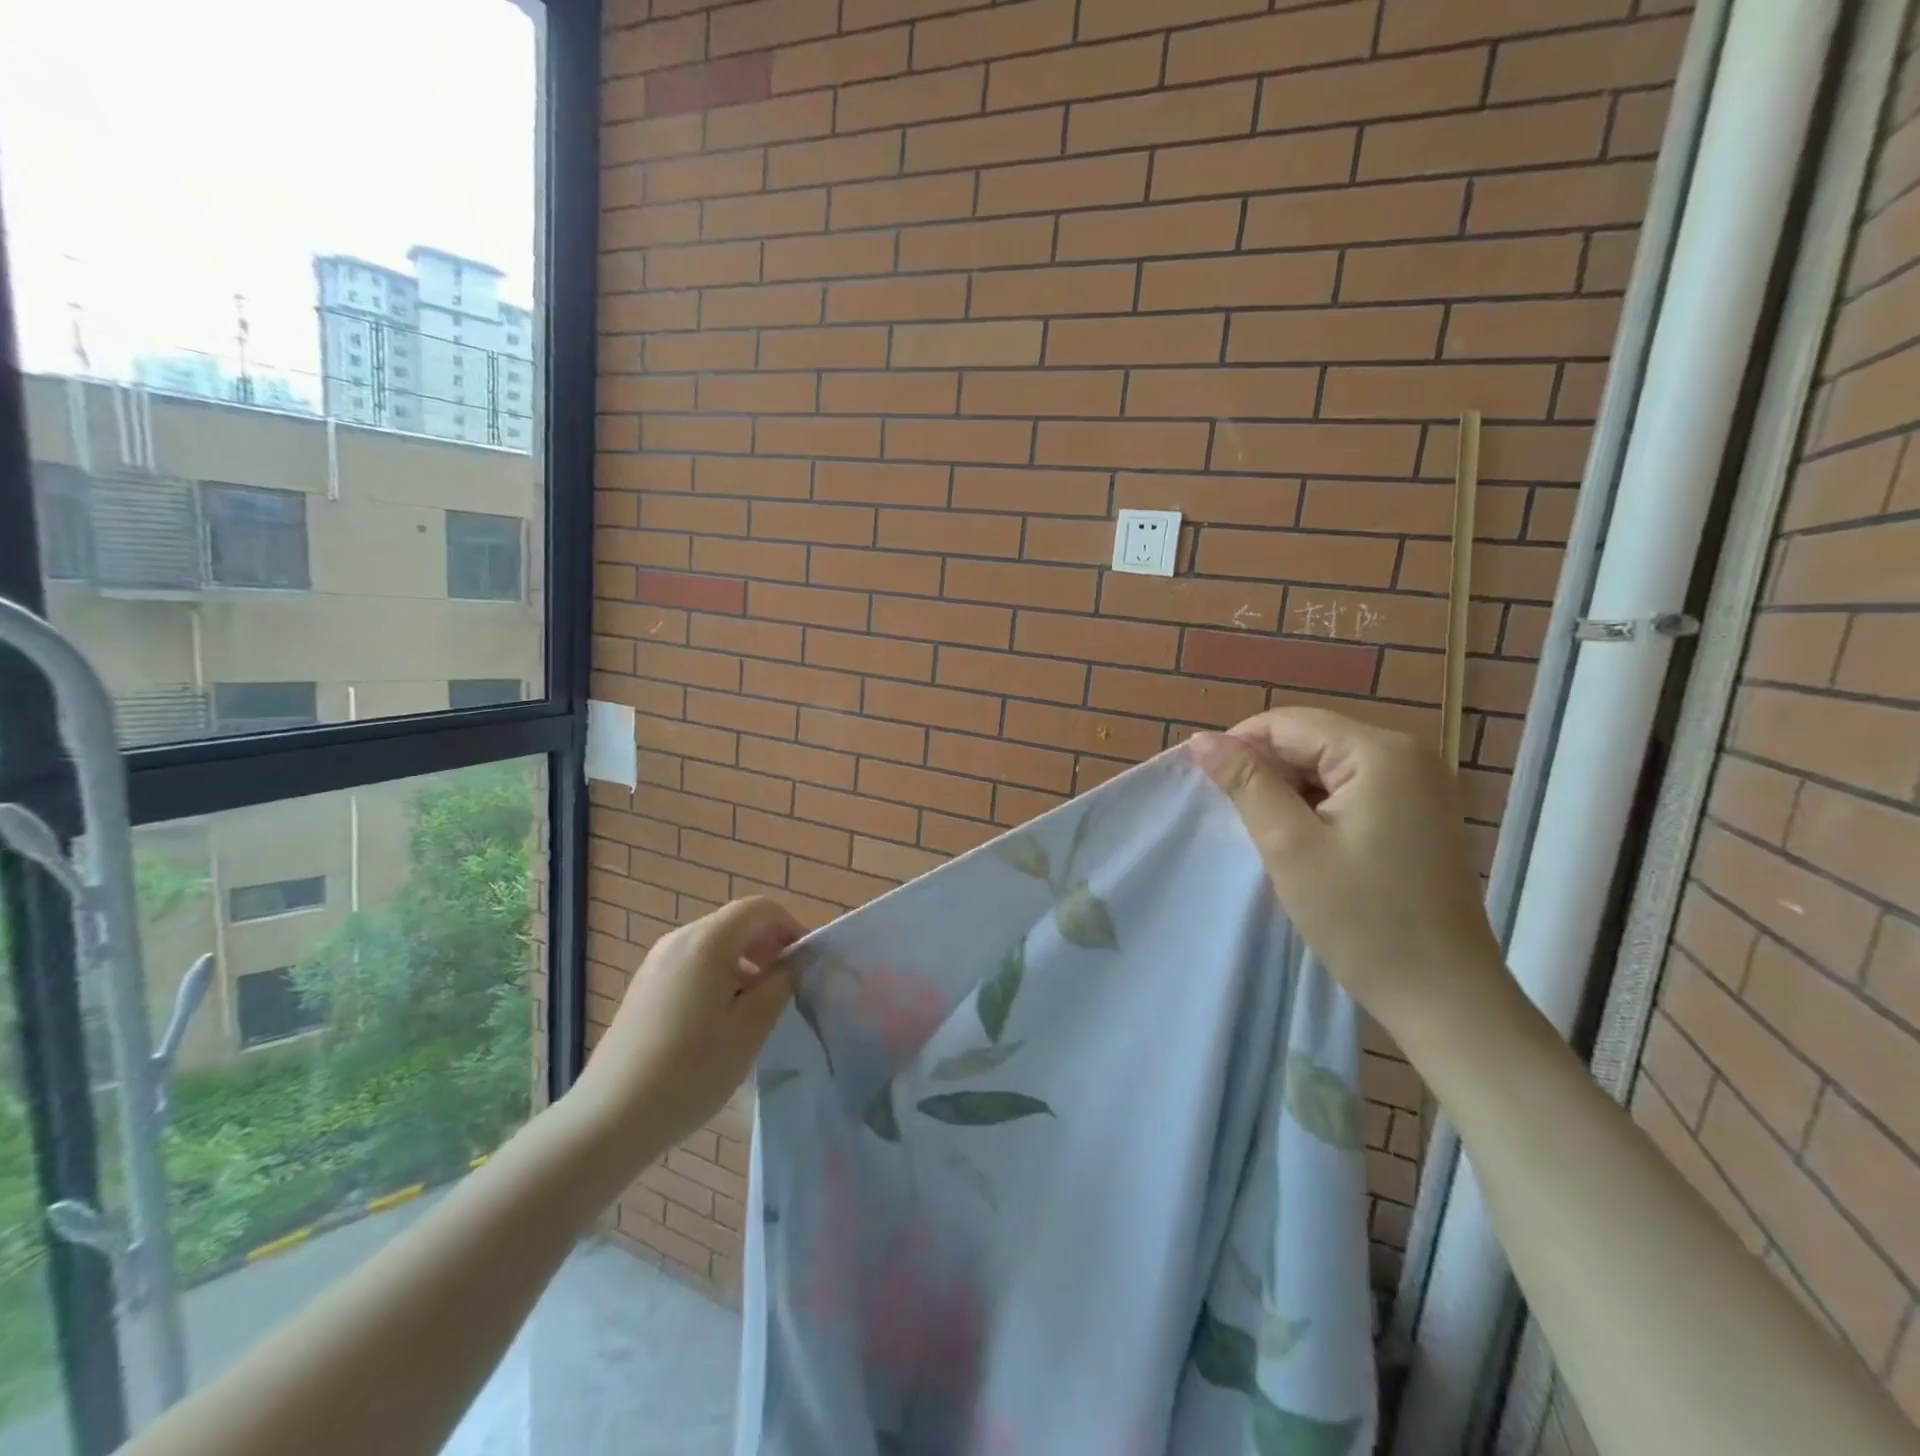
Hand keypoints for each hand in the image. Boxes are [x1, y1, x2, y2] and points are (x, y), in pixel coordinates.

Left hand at [568, 897, 801, 1163]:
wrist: (610, 1118)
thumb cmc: (691, 1070)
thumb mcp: (751, 1028)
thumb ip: (781, 983)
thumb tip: (798, 957)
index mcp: (708, 941)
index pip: (759, 908)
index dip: (789, 926)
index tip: (804, 962)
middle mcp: (679, 939)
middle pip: (735, 923)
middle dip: (767, 945)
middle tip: (785, 985)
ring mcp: (656, 963)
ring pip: (713, 945)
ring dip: (744, 962)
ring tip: (756, 1007)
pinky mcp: (644, 987)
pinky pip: (692, 964)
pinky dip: (717, 976)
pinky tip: (720, 1020)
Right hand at [1191, 708, 1511, 1040]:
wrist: (1444, 995)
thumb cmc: (1362, 919)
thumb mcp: (1289, 845)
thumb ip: (1246, 783)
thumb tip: (1201, 740)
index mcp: (1380, 752)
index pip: (1288, 723)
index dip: (1239, 747)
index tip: (1208, 788)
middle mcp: (1409, 753)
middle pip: (1311, 739)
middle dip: (1267, 771)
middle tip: (1237, 819)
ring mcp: (1421, 783)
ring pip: (1329, 764)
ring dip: (1290, 790)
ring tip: (1269, 834)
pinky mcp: (1421, 811)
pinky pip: (1354, 787)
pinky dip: (1319, 805)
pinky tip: (1305, 841)